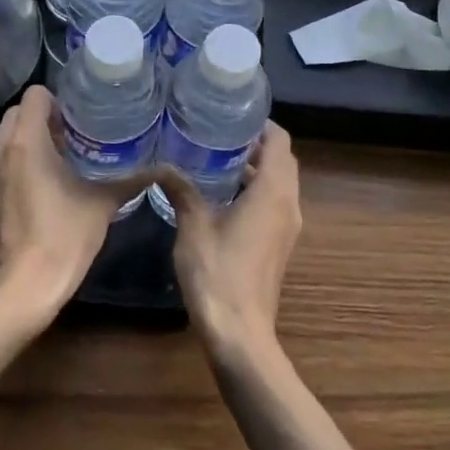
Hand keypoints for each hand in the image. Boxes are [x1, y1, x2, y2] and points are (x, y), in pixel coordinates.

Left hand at [0, 85, 132, 326]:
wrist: (23, 288)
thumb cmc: (63, 236)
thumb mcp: (103, 204)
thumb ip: (130, 180)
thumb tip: (163, 168)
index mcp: (27, 141)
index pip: (34, 95)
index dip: (57, 100)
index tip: (79, 115)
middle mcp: (2, 151)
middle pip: (18, 113)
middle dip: (43, 117)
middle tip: (75, 134)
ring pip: (9, 139)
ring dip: (32, 140)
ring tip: (66, 156)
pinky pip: (5, 164)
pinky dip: (22, 163)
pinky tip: (49, 184)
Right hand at [161, 123, 301, 358]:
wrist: (240, 334)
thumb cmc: (219, 273)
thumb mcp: (194, 225)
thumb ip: (182, 190)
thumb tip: (162, 164)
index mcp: (273, 191)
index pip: (280, 141)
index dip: (261, 124)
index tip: (233, 115)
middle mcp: (288, 204)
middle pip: (282, 160)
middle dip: (256, 144)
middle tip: (220, 133)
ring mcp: (287, 227)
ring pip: (279, 183)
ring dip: (256, 168)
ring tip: (216, 158)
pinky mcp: (279, 244)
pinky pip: (274, 203)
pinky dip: (256, 190)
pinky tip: (222, 195)